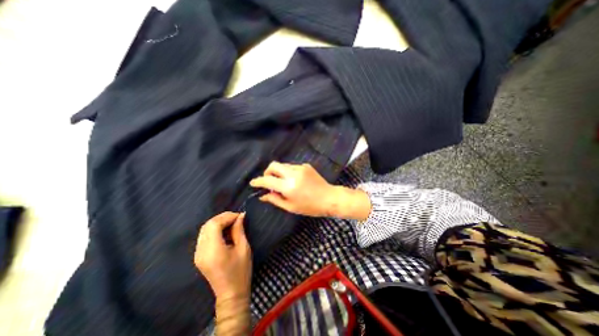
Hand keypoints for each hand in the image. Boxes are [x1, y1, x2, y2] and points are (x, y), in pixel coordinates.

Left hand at [196, 212, 250, 300]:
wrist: (231, 294)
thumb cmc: (241, 271)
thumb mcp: (243, 248)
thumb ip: (239, 230)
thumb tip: (241, 215)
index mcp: (213, 250)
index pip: (214, 225)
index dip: (227, 216)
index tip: (240, 216)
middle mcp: (201, 251)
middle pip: (207, 225)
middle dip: (222, 217)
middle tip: (236, 217)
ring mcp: (197, 254)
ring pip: (204, 229)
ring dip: (218, 222)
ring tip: (232, 222)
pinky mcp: (198, 256)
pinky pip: (204, 236)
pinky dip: (214, 229)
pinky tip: (225, 230)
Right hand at [249, 161, 335, 217]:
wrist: (329, 198)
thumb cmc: (310, 206)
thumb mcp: (291, 207)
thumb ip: (275, 199)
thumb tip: (263, 195)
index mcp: (289, 186)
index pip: (268, 180)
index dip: (258, 181)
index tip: (253, 183)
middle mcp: (293, 174)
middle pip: (273, 165)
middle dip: (267, 172)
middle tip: (269, 181)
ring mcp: (300, 168)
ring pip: (283, 165)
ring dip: (279, 173)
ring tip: (283, 183)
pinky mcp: (306, 166)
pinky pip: (292, 166)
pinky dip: (288, 172)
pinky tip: (295, 180)